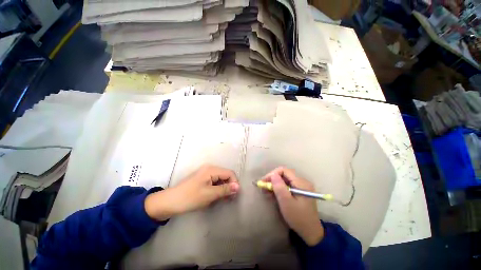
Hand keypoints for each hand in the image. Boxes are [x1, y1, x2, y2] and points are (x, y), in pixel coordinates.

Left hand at [145, 165, 239, 220]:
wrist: (169, 202)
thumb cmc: (190, 198)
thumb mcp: (209, 194)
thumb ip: (225, 189)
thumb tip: (238, 187)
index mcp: (211, 169)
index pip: (229, 173)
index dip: (234, 183)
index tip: (234, 195)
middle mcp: (209, 168)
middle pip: (225, 175)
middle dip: (229, 186)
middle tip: (229, 199)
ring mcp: (205, 173)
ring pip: (220, 179)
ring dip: (223, 188)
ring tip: (222, 199)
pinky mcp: (202, 179)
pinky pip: (214, 182)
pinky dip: (217, 189)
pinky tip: (215, 196)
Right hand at [262, 167, 323, 245]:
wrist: (310, 232)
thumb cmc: (298, 218)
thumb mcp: (286, 203)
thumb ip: (279, 187)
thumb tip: (273, 175)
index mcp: (301, 183)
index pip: (284, 171)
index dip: (273, 174)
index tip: (264, 181)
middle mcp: (302, 182)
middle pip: (284, 174)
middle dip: (273, 179)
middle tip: (264, 186)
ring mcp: (301, 186)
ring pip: (285, 180)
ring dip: (275, 184)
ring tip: (266, 190)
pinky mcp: (299, 191)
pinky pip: (287, 185)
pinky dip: (279, 188)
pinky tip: (273, 193)